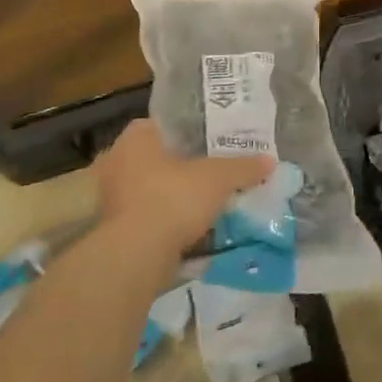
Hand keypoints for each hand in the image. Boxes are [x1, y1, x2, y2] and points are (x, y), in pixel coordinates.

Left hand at [92, 118, 273, 256]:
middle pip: (160, 157)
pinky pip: (147, 215)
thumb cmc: (173, 199)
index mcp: (136, 138)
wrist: (136, 256)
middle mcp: (117, 161)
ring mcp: (111, 196)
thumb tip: (270, 161)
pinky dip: (167, 219)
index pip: (167, 124)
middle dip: (185, 166)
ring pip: (152, 188)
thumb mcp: (218, 178)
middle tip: (215, 171)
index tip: (215, 142)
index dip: (193, 132)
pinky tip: (191, 225)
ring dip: (175, 194)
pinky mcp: (114, 229)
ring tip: (207, 199)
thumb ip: (243, 167)